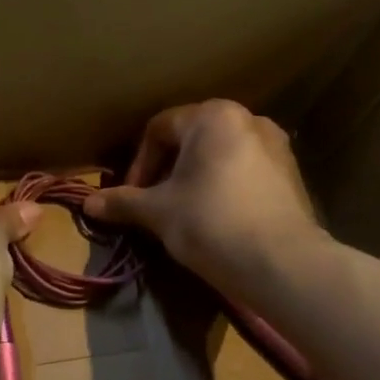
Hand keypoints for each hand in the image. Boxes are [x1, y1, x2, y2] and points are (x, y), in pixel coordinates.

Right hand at [86, 101, 320, 296]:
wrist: (282, 263)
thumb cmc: (211, 223)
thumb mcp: (158, 212)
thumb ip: (123, 202)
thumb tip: (88, 203)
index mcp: (212, 116)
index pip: (159, 129)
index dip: (138, 163)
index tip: (132, 197)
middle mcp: (248, 119)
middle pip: (191, 139)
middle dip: (167, 170)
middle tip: (154, 203)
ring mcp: (276, 145)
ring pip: (220, 155)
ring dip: (195, 178)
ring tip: (184, 212)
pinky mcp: (291, 173)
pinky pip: (245, 171)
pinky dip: (224, 187)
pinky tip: (217, 218)